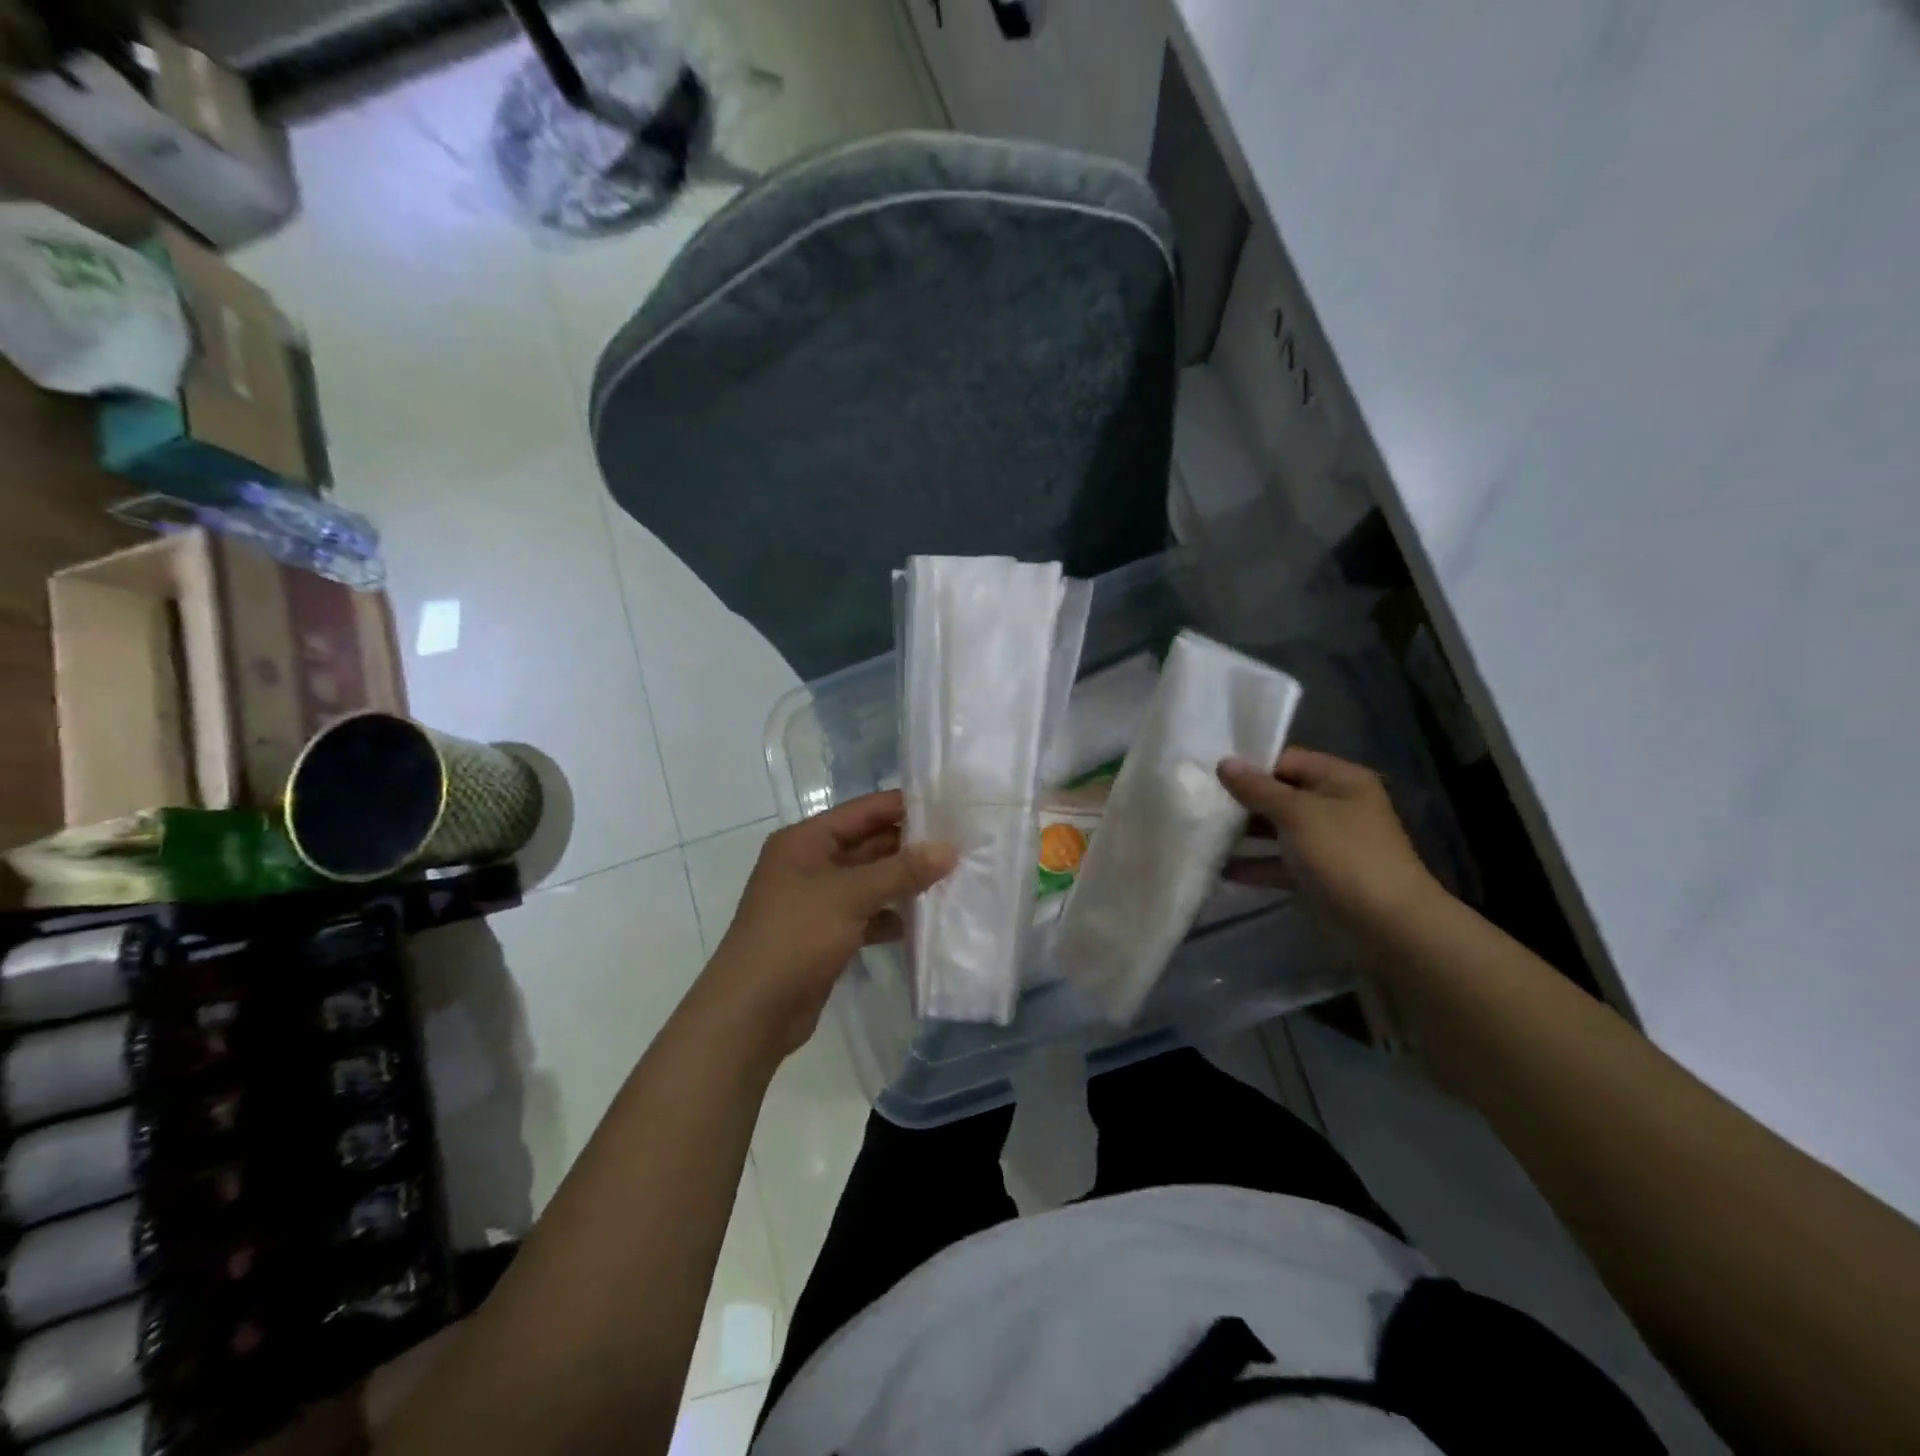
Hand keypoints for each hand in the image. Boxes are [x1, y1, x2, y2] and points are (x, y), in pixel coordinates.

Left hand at [702, 790, 955, 1057]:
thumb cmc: (794, 938)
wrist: (752, 1012)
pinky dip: (893, 916)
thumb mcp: (849, 896)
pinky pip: (868, 914)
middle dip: (911, 847)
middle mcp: (811, 864)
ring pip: (871, 881)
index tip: (952, 806)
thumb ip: (901, 871)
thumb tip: (950, 848)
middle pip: (869, 844)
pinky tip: (926, 921)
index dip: (905, 807)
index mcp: (805, 841)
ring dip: (905, 882)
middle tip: (962, 845)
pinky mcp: (828, 934)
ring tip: (955, 879)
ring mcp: (819, 901)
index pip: (863, 811)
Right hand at [1217, 747, 1440, 932]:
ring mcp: (1326, 842)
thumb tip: (1223, 763)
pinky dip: (1255, 864)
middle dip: (1241, 801)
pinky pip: (1280, 862)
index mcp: (1339, 779)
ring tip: (1202, 835)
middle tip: (1199, 803)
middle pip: (1279, 795)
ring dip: (1243, 834)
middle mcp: (1334, 805)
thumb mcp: (1297, 813)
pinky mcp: (1318, 875)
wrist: (1388, 924)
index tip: (1209, 774)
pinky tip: (1222, 869)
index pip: (1286, 760)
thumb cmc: (1344, 855)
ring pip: (1276, 830)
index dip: (1249, 766)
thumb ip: (1257, 788)